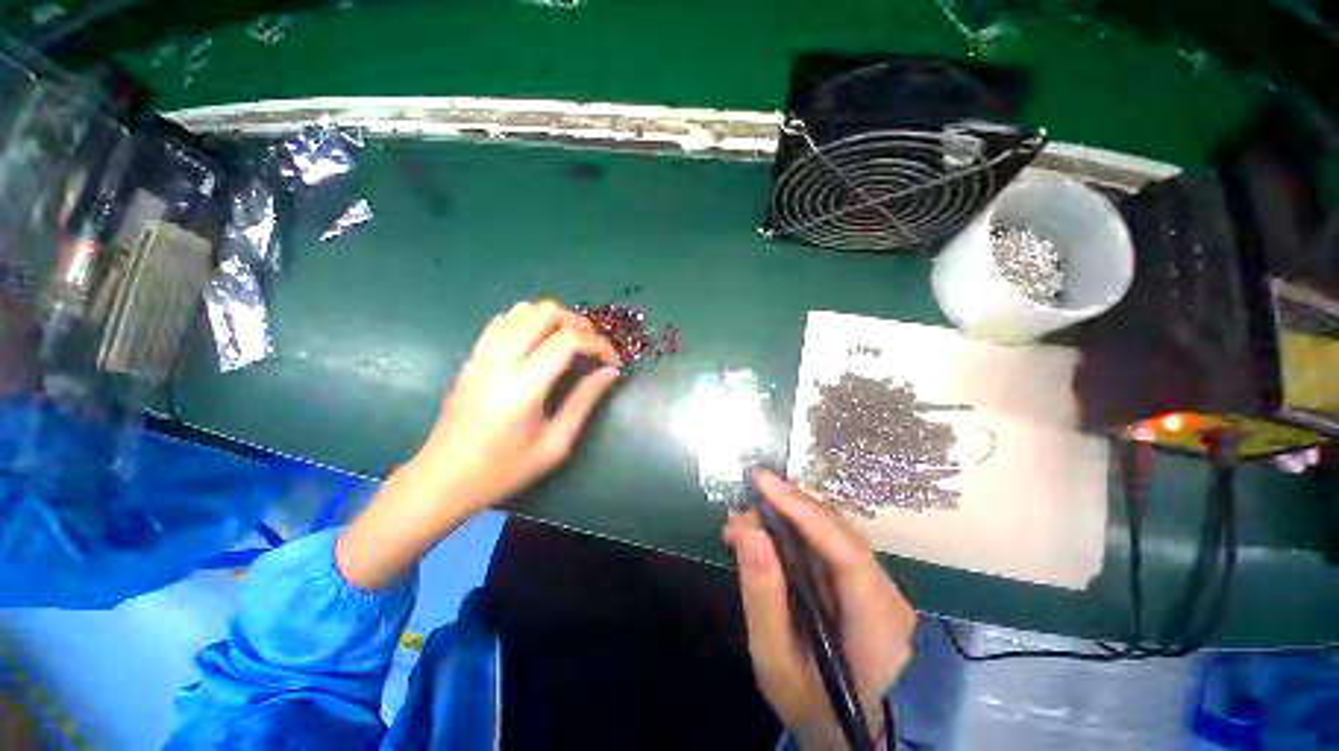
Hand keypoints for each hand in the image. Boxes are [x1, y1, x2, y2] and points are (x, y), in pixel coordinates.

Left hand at [413, 299, 620, 511]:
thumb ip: (585, 401)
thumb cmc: (504, 469)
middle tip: (594, 349)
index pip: (569, 340)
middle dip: (580, 324)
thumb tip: (610, 372)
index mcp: (523, 384)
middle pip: (547, 313)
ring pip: (524, 309)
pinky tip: (540, 343)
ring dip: (556, 319)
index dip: (599, 344)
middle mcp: (501, 359)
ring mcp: (482, 353)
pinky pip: (504, 320)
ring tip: (571, 343)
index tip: (612, 362)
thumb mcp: (555, 444)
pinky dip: (530, 320)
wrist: (443, 478)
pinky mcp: (472, 355)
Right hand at [724, 471, 916, 749]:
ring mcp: (879, 584)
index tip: (763, 483)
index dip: (802, 510)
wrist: (847, 726)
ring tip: (744, 522)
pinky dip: (793, 530)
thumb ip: (763, 596)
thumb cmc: (811, 703)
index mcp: (878, 624)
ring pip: (832, 531)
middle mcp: (888, 594)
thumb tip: (748, 531)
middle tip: (739, 512)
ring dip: (786, 517)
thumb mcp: (775, 660)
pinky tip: (765, 532)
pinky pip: (828, 542)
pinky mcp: (863, 580)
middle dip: (785, 510)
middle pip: (838, 532)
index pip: (845, 551)